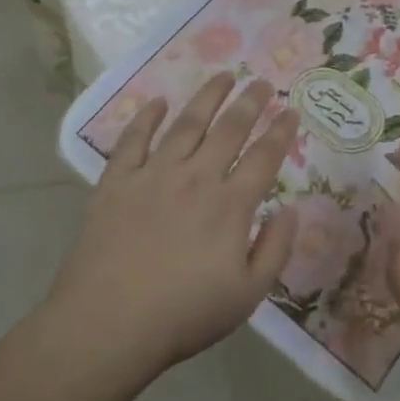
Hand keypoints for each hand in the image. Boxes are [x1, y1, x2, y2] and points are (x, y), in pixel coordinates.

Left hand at [49, 72, 299, 376]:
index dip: (281, 131)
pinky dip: (147, 117)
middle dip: (250, 102)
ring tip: (223, 76)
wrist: (107, 324)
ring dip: (208, 97)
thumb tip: (292, 210)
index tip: (291, 109)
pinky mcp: (117, 180)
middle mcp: (196, 178)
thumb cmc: (183, 315)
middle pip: (229, 129)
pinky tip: (158, 102)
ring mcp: (153, 174)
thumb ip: (275, 249)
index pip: (264, 157)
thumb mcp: (247, 295)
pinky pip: (134, 139)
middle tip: (262, 82)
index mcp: (230, 205)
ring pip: (187, 124)